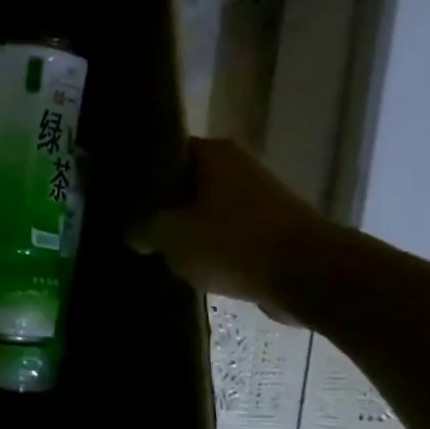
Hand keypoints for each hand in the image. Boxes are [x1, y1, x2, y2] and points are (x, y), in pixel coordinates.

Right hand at [127, 138, 331, 315]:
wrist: (309, 276)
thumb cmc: (233, 243)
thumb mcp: (170, 236)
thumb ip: (142, 229)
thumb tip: (133, 232)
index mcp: (213, 153)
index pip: (165, 151)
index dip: (140, 173)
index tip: (120, 195)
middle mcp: (238, 166)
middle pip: (186, 181)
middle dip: (162, 203)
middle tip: (132, 223)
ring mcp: (259, 197)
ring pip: (206, 209)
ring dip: (186, 226)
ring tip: (157, 246)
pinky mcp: (272, 228)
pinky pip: (227, 233)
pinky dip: (210, 245)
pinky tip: (190, 264)